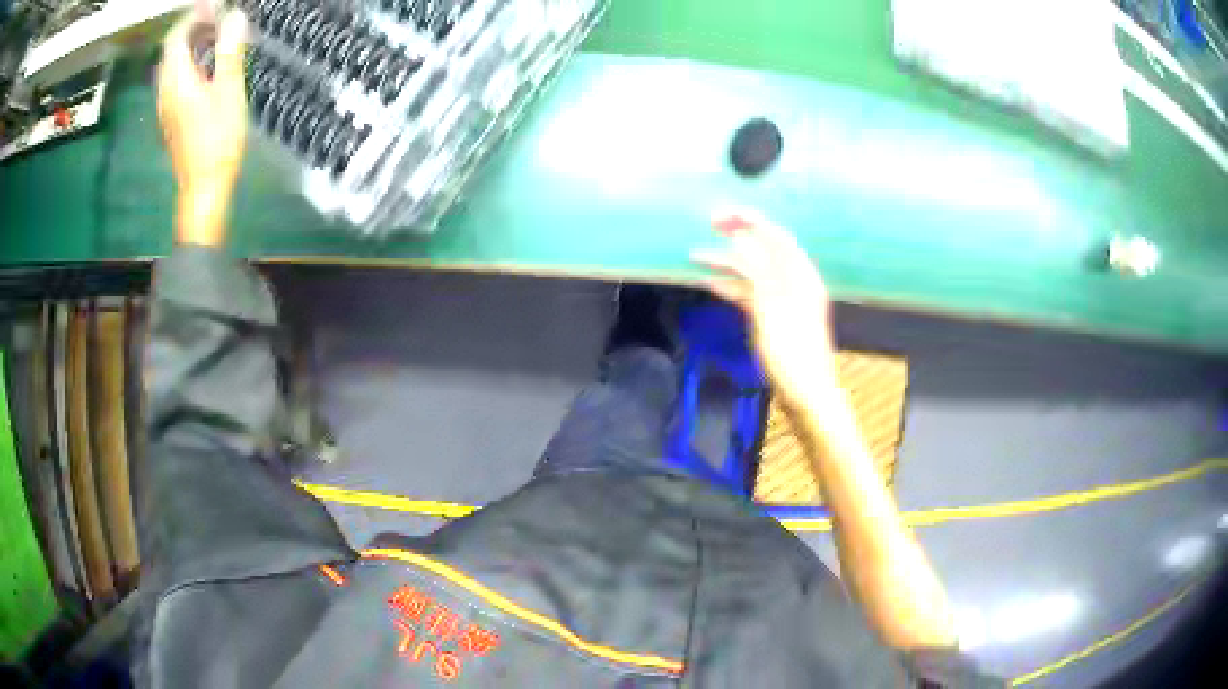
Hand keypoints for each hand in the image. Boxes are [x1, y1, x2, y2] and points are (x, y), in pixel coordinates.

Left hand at [157, 9, 248, 245]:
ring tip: (217, 36)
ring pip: (173, 64)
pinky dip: (190, 62)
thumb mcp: (229, 92)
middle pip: (172, 49)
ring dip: (192, 45)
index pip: (176, 37)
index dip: (193, 17)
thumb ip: (230, 52)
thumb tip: (234, 16)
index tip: (216, 7)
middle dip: (193, 28)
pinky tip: (208, 64)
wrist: (203, 188)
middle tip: (220, 18)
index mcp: (177, 81)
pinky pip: (176, 79)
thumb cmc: (217, 141)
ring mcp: (166, 105)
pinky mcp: (172, 116)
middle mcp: (165, 90)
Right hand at [694, 207, 837, 406]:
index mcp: (800, 274)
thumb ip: (758, 270)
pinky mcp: (775, 318)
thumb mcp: (772, 307)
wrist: (807, 395)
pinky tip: (710, 284)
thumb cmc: (791, 351)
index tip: (718, 214)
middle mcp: (794, 281)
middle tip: (708, 225)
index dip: (748, 219)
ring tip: (696, 256)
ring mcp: (784, 301)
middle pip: (763, 249)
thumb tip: (742, 237)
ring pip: (753, 272)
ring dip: (727, 262)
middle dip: (736, 235)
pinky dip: (731, 286)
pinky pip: (751, 294)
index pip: (774, 235)